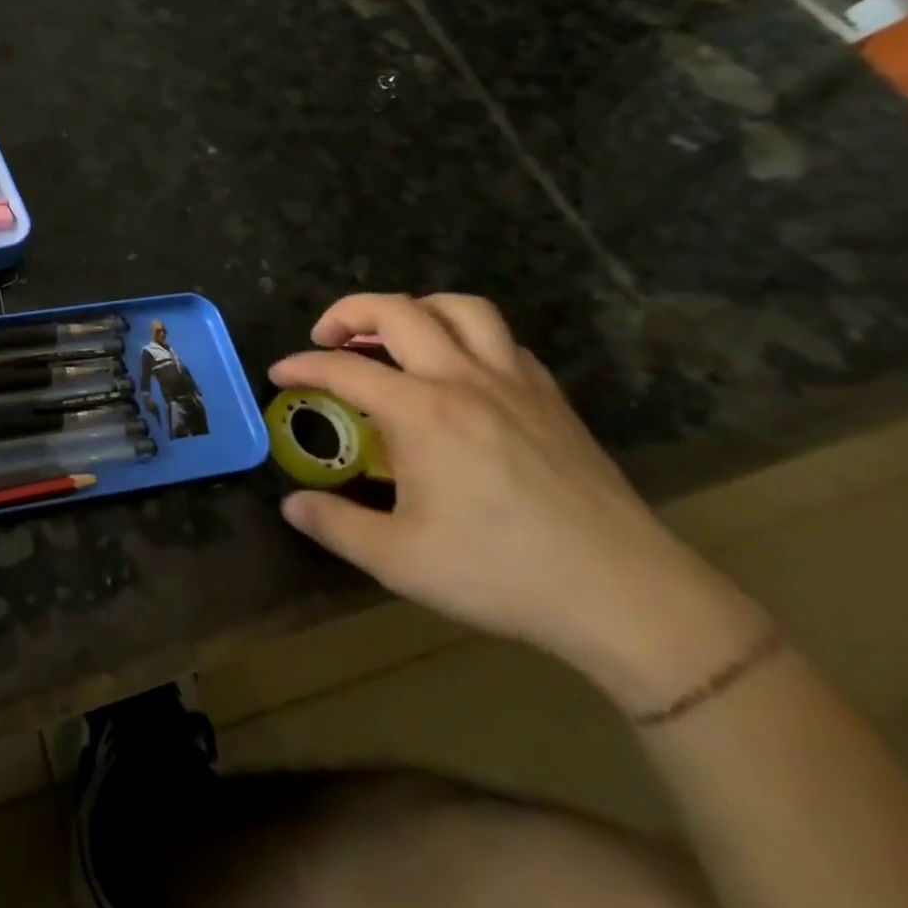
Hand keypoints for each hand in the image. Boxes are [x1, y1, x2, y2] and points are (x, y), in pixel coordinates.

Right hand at [271, 293, 765, 711]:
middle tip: (327, 337)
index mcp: (421, 412)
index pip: (344, 368)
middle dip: (350, 312)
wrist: (628, 598)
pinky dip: (466, 337)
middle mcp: (463, 380)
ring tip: (392, 337)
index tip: (280, 374)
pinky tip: (457, 370)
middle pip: (398, 311)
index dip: (302, 365)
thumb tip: (291, 505)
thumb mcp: (398, 560)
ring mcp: (515, 383)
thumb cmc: (502, 574)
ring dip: (415, 310)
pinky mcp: (552, 399)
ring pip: (461, 309)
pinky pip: (503, 341)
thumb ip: (334, 525)